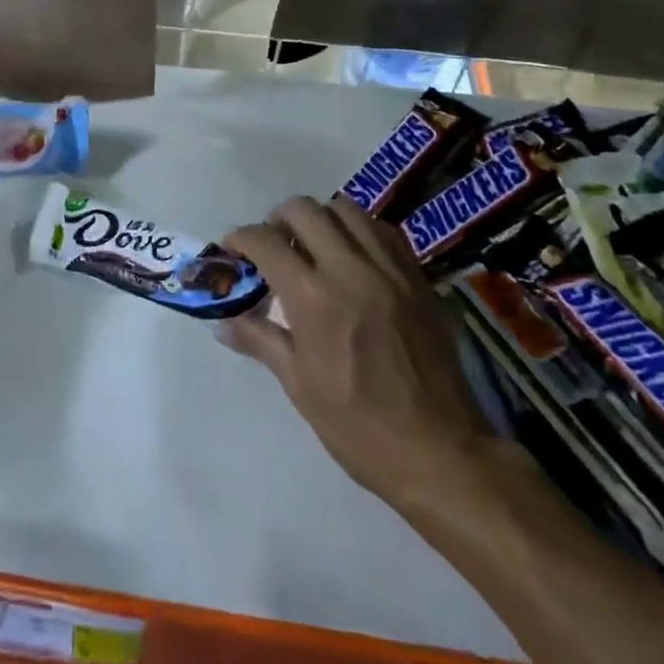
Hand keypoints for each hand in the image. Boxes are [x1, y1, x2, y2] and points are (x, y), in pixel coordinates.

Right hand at [220, 196, 498, 518]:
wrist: (441, 453)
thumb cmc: (359, 427)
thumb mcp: (299, 386)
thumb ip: (260, 340)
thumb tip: (222, 323)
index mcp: (313, 298)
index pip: (265, 241)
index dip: (240, 238)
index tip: (233, 249)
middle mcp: (350, 269)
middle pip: (304, 210)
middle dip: (277, 220)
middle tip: (273, 245)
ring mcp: (390, 270)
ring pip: (346, 210)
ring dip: (320, 219)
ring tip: (313, 246)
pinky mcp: (419, 278)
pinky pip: (383, 230)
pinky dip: (360, 231)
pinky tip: (354, 257)